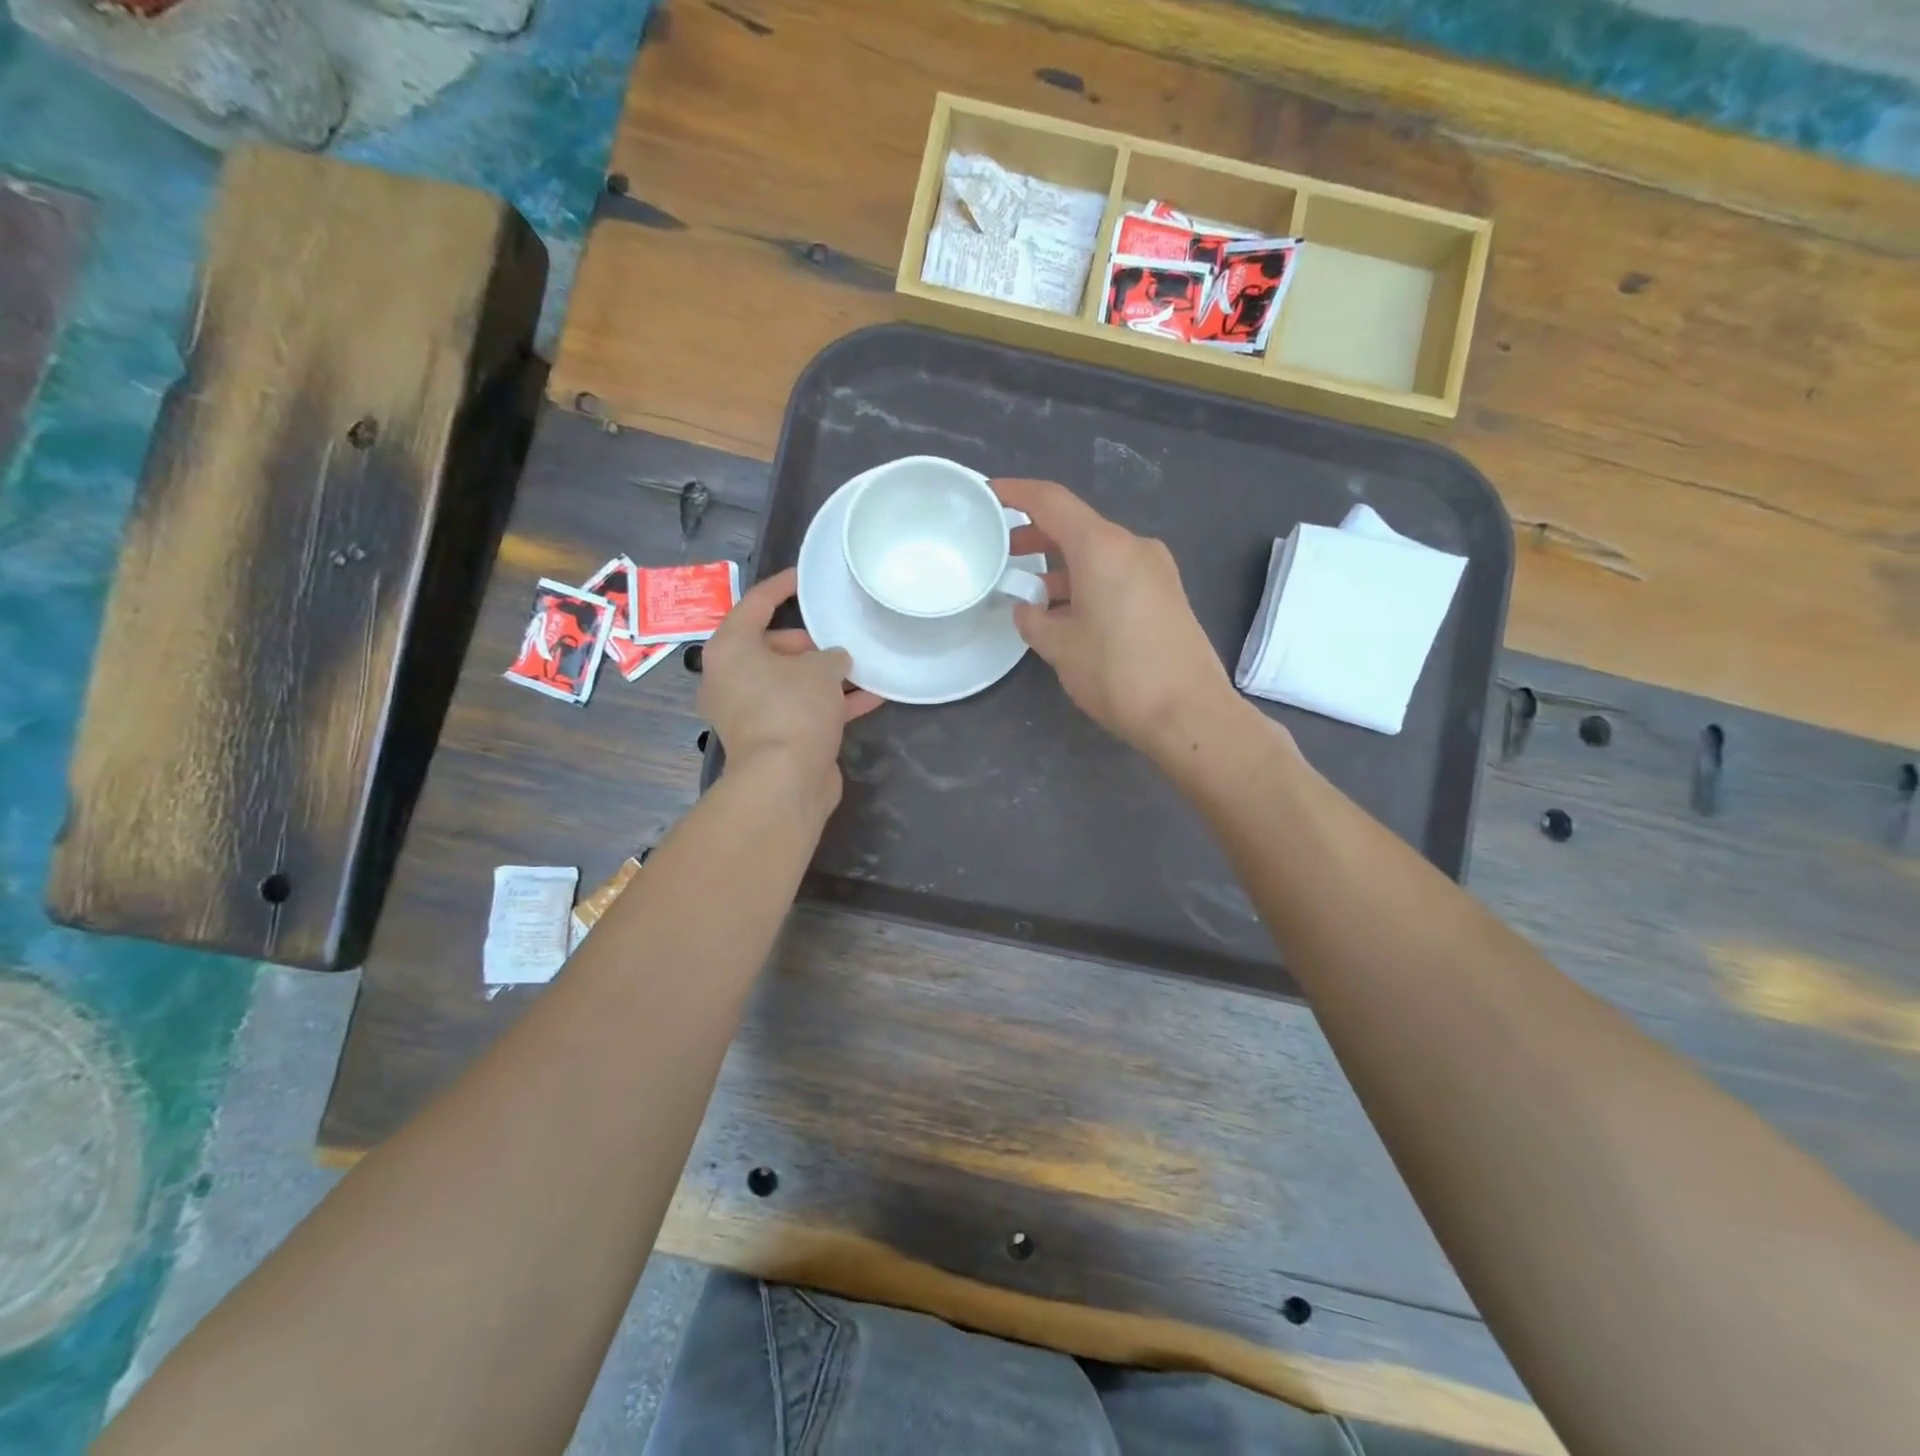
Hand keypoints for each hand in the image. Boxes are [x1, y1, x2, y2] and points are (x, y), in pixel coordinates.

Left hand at [699, 568, 880, 812]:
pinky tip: (871, 698)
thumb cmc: (793, 709)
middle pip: (772, 646)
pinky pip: (802, 709)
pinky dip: (830, 703)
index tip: (804, 576)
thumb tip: (835, 661)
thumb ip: (831, 656)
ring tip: (861, 665)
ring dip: (824, 676)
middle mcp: (732, 678)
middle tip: (840, 637)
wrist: (784, 781)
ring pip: (790, 681)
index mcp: (731, 649)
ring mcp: (750, 711)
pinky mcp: (772, 738)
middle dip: (810, 643)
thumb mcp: (820, 669)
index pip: (755, 604)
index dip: (782, 587)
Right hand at [995, 479, 1237, 758]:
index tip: (988, 495)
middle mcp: (1132, 547)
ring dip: (1062, 566)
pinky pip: (1117, 575)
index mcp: (1102, 547)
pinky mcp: (1167, 595)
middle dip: (1037, 537)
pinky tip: (1067, 613)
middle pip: (1077, 527)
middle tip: (1003, 554)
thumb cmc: (1116, 673)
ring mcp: (1155, 570)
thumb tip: (1028, 609)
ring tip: (1030, 593)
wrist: (1189, 712)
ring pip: (1098, 554)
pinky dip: (1087, 583)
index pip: (1051, 501)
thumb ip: (1033, 620)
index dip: (1016, 494)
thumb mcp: (1060, 647)